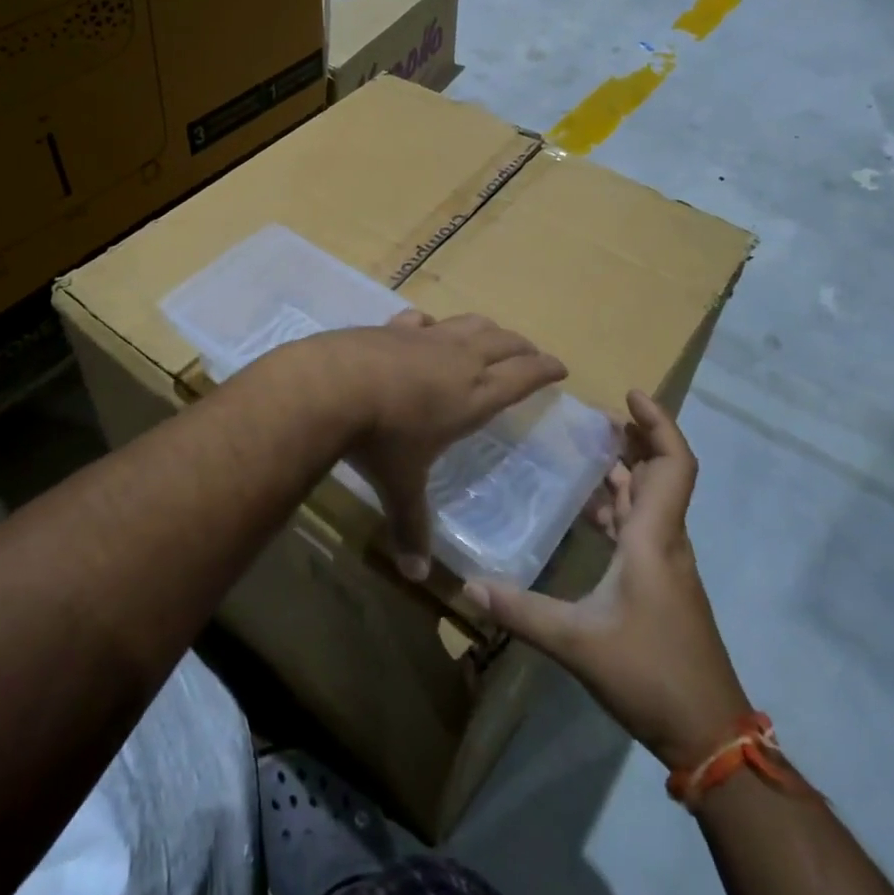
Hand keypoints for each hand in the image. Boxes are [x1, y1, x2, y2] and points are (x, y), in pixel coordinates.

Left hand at [307, 311, 566, 579]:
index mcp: (474, 395)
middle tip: (533, 353)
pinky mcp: (394, 327)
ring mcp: (426, 337)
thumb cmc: (381, 439)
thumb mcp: (400, 486)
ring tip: (493, 336)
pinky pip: (423, 320)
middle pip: (504, 343)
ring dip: (488, 329)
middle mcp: (458, 359)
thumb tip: (416, 575)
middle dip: (524, 347)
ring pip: (470, 324)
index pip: (523, 376)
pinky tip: (428, 328)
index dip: (545, 369)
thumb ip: (411, 526)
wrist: (332, 385)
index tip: (561, 367)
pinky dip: (433, 324)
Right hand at [465, 390, 748, 770]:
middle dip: (635, 438)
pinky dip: (620, 506)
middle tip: (595, 418)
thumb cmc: (650, 674)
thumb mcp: (578, 643)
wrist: (709, 734)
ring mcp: (667, 564)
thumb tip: (469, 585)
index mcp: (654, 538)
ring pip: (651, 500)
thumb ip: (522, 611)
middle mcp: (665, 540)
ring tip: (586, 452)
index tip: (631, 395)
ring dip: (626, 471)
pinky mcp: (662, 584)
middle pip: (662, 473)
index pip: (674, 464)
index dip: (658, 423)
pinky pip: (642, 526)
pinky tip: (589, 513)